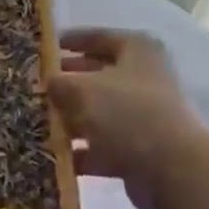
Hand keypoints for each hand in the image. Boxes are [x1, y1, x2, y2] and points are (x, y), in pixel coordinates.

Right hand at [49, 29, 200, 208]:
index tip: (42, 48)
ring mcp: (143, 116)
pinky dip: (80, 149)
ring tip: (35, 120)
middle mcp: (143, 78)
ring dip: (69, 118)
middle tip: (34, 86)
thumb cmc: (127, 113)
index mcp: (137, 50)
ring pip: (98, 112)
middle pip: (96, 74)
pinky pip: (102, 144)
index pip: (97, 37)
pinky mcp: (140, 149)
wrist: (173, 171)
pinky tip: (52, 153)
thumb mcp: (82, 89)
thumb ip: (58, 82)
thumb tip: (47, 81)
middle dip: (66, 82)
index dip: (69, 40)